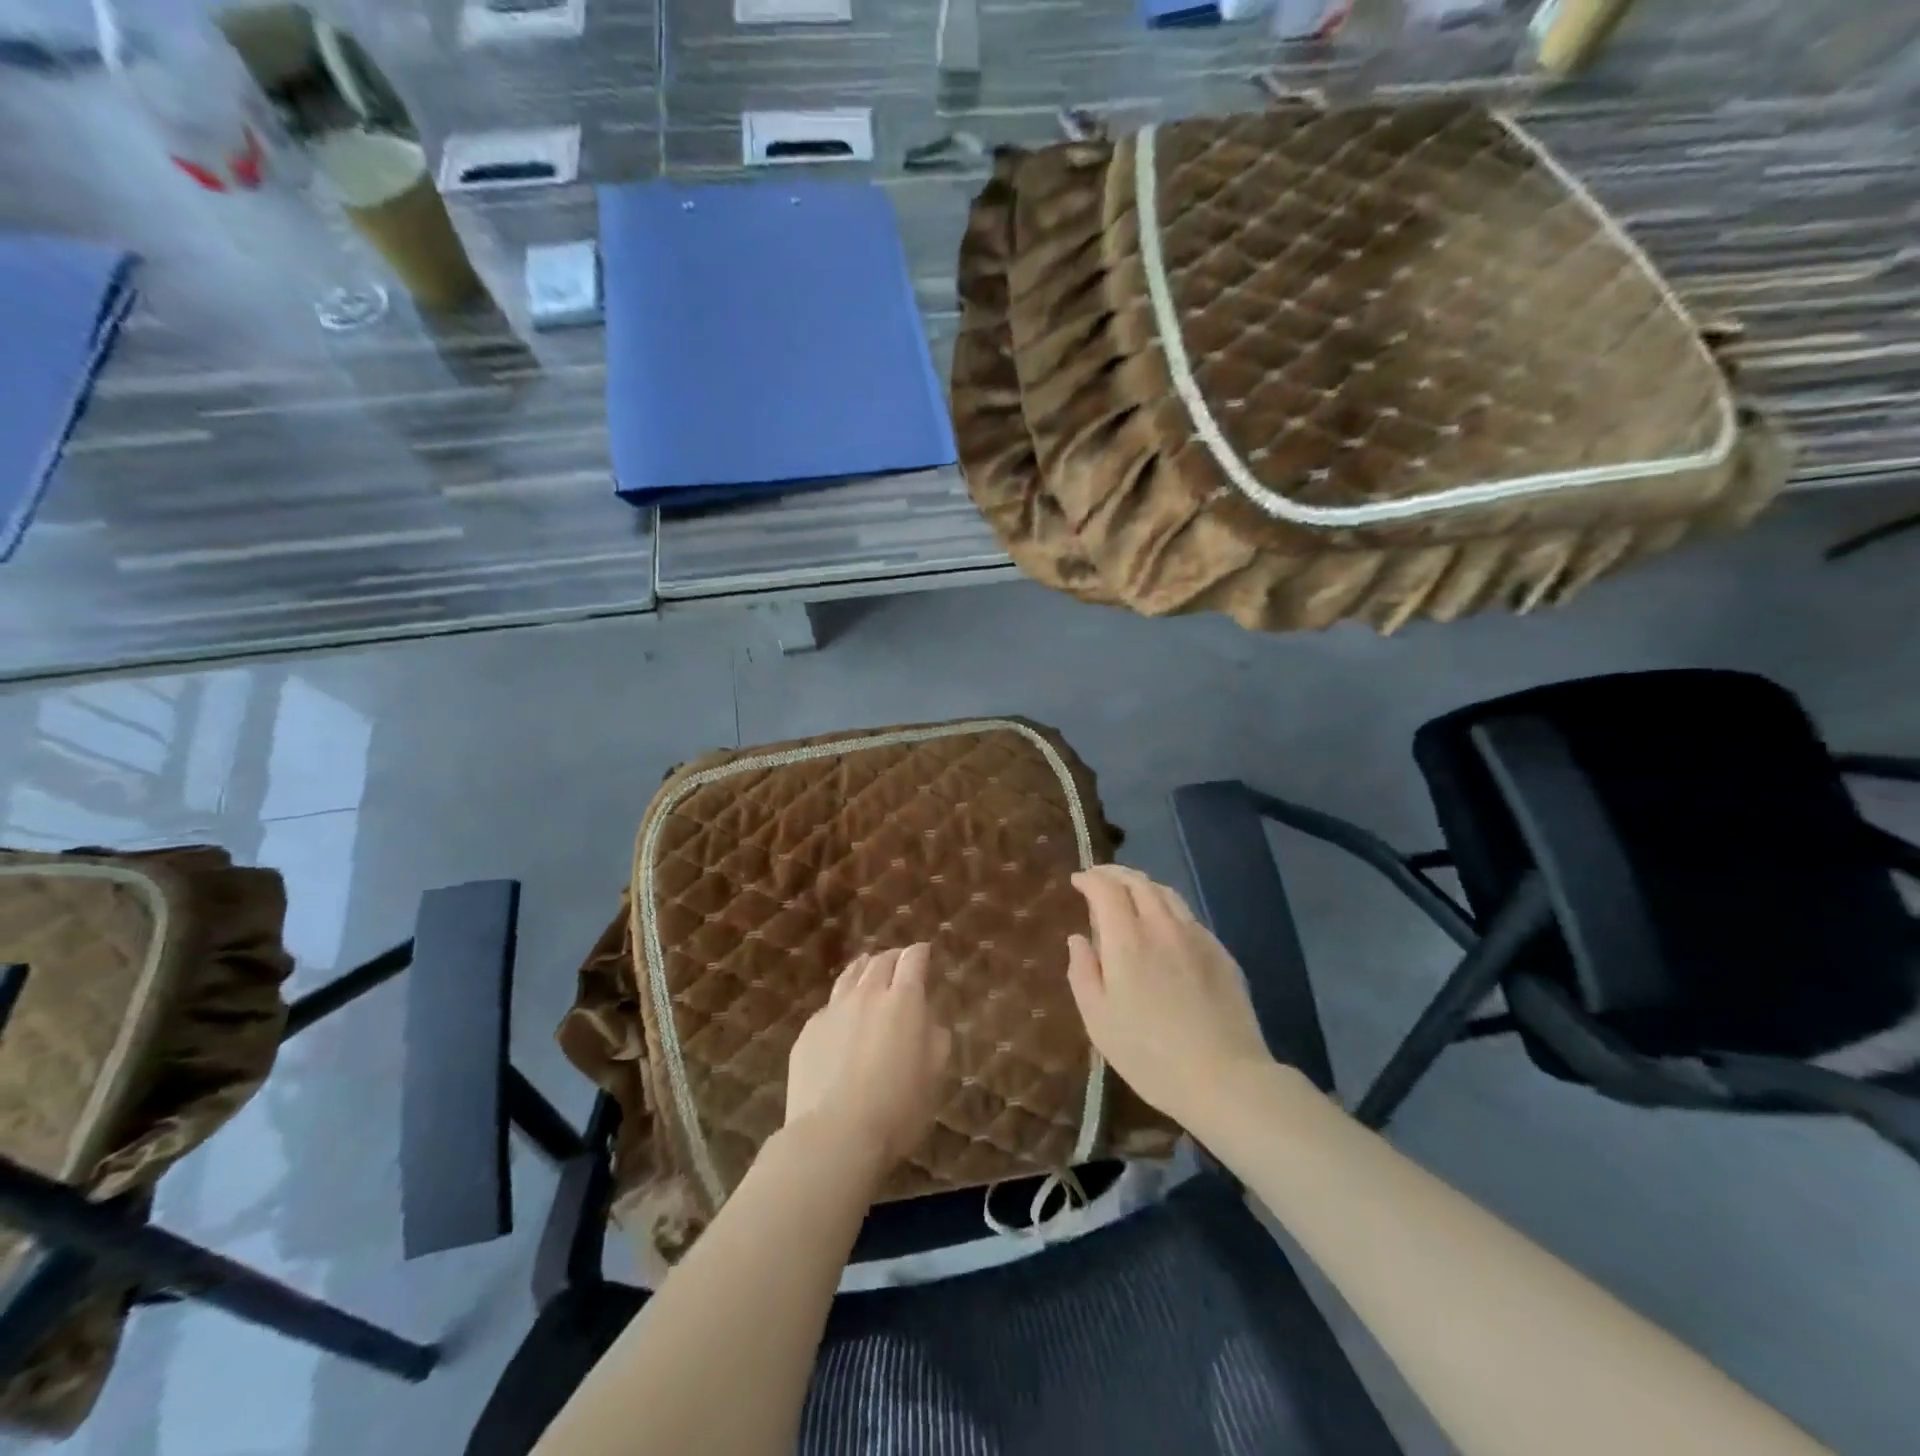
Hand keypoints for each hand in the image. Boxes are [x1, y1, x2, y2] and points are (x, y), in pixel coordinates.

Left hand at [786, 944, 952, 1170]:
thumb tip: (926, 1019)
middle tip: (900, 962)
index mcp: (903, 1001)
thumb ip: (935, 1038)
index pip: (913, 960)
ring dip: (864, 969)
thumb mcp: (934, 1075)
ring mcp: (833, 1010)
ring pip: (850, 976)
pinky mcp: (808, 1031)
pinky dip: (842, 1003)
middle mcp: (867, 995)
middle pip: (880, 961)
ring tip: (868, 970)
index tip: (924, 952)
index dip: (920, 953)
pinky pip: (829, 1006)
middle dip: (893, 957)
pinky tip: (843, 1017)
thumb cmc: (896, 1108)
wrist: (834, 1135)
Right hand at [1067, 865, 1272, 1126]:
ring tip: (1130, 894)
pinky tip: (1164, 926)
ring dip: (1142, 886)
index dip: (1090, 879)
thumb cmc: (1149, 1055)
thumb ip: (1083, 972)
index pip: (1106, 889)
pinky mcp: (1221, 953)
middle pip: (1138, 882)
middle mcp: (1163, 926)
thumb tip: (1079, 939)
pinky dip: (1167, 908)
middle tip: (1099, 879)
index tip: (1077, 881)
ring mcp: (1197, 937)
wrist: (1225, 1078)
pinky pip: (1188, 916)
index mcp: (1127, 939)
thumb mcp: (1098, 1020)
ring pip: (1167, 894)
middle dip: (1115, 874)